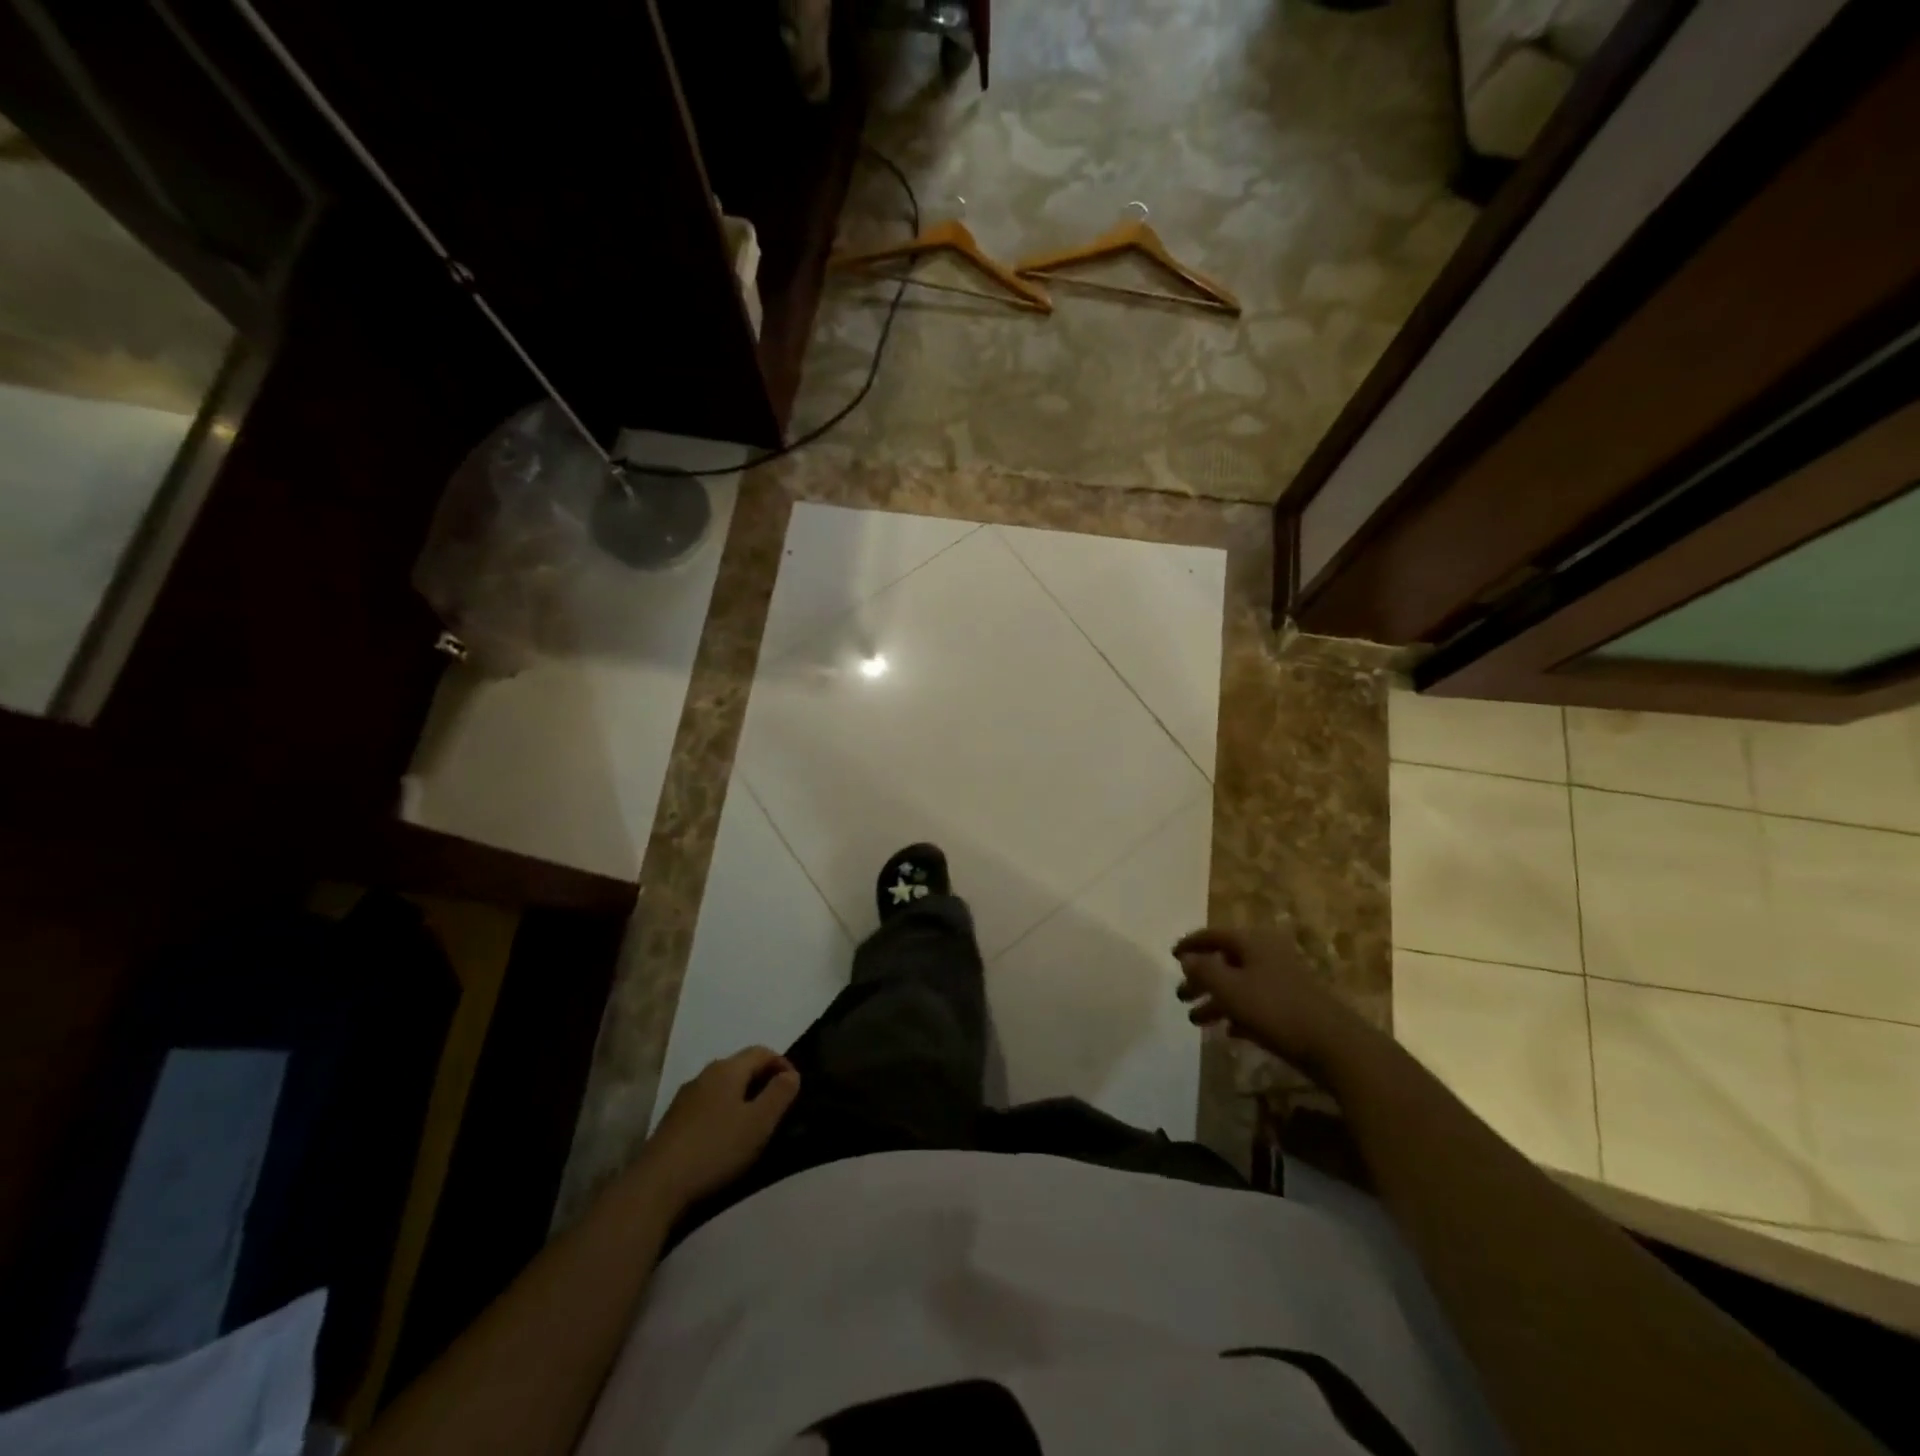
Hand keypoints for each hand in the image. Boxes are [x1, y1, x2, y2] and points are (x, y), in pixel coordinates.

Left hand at [638, 1047, 800, 1208]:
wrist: (656, 1185)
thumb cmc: (716, 1149)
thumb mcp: (759, 1122)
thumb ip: (780, 1094)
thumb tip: (791, 1074)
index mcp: (728, 1069)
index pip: (762, 1051)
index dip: (782, 1064)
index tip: (794, 1088)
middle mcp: (705, 1074)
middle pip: (741, 1066)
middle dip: (762, 1080)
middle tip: (777, 1106)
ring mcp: (685, 1097)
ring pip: (722, 1086)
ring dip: (741, 1097)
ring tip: (752, 1124)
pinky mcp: (672, 1120)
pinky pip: (707, 1105)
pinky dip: (722, 1112)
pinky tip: (723, 1138)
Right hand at [1174, 926, 1350, 1066]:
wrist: (1333, 1045)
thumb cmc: (1274, 1009)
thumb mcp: (1229, 989)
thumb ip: (1204, 970)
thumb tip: (1187, 958)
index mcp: (1252, 942)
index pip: (1213, 935)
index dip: (1190, 944)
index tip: (1171, 955)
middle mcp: (1267, 954)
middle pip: (1225, 961)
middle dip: (1201, 978)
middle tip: (1181, 995)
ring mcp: (1282, 980)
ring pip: (1239, 984)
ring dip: (1216, 1000)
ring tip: (1196, 1020)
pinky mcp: (1293, 1005)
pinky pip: (1256, 1003)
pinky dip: (1238, 1012)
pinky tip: (1227, 1031)